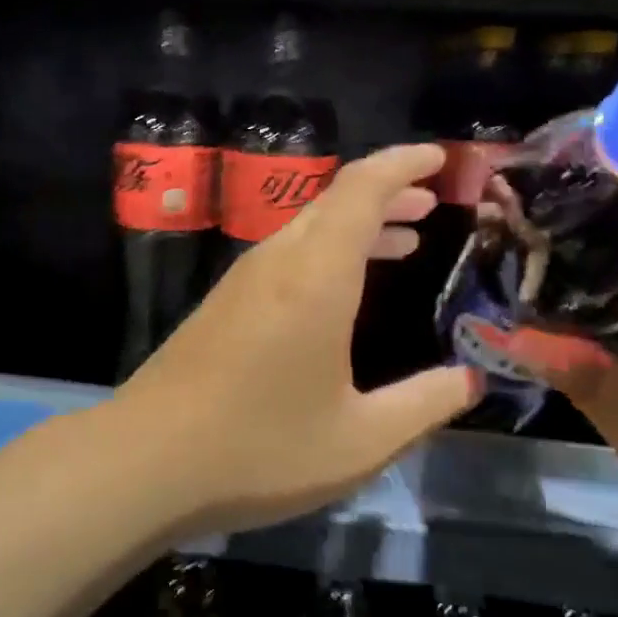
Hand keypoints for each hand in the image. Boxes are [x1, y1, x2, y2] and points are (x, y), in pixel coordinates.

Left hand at [117, 142, 478, 534]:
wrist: (147, 458)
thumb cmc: (261, 448)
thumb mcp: (361, 440)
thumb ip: (423, 404)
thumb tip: (470, 380)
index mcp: (316, 274)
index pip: (363, 187)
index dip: (404, 164)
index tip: (441, 158)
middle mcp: (278, 260)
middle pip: (336, 200)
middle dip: (388, 192)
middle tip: (433, 203)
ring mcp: (244, 279)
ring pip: (310, 226)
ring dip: (358, 223)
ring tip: (406, 238)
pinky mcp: (224, 302)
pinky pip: (288, 253)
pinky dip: (329, 251)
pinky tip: (344, 290)